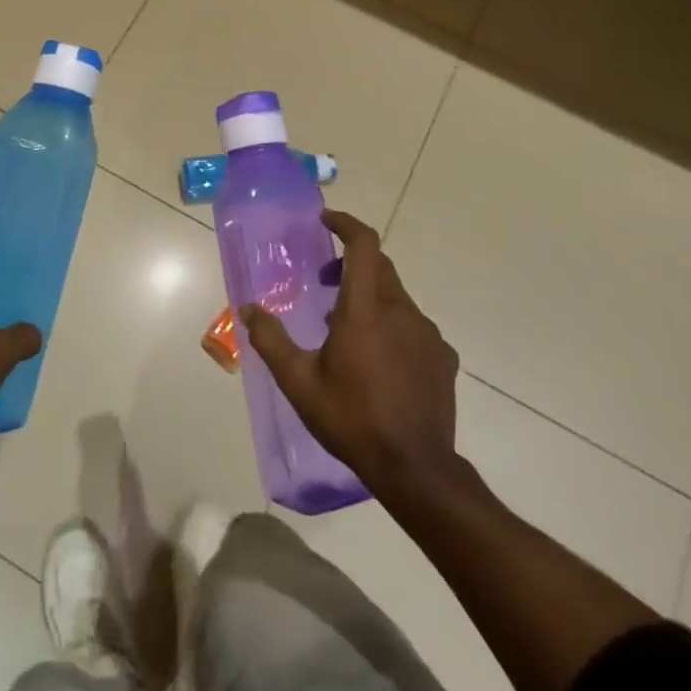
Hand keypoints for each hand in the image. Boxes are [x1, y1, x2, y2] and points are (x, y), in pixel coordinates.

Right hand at [241, 209, 461, 498]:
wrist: (415, 469)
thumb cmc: (351, 419)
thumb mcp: (299, 382)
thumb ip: (270, 340)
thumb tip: (248, 308)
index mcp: (366, 309)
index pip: (364, 244)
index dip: (346, 224)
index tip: (325, 221)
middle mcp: (401, 311)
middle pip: (379, 267)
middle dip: (349, 263)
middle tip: (323, 281)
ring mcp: (427, 334)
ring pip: (396, 298)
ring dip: (369, 298)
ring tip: (344, 329)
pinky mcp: (442, 358)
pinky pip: (413, 326)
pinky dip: (391, 326)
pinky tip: (378, 361)